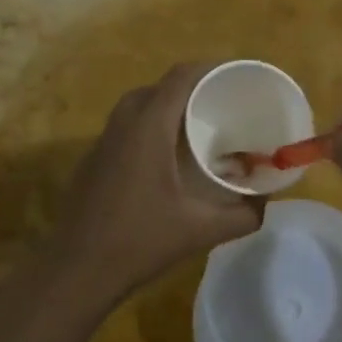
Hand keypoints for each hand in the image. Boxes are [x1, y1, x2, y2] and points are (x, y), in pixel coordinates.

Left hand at [55, 64, 264, 297]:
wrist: (76, 272)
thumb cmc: (139, 242)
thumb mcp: (200, 231)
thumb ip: (242, 216)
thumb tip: (265, 205)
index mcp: (148, 128)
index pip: (179, 78)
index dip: (208, 69)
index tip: (234, 75)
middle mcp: (122, 126)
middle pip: (157, 87)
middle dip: (188, 88)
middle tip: (217, 104)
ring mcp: (101, 144)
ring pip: (135, 107)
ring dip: (164, 107)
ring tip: (194, 127)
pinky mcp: (91, 162)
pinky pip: (123, 129)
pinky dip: (146, 128)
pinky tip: (162, 159)